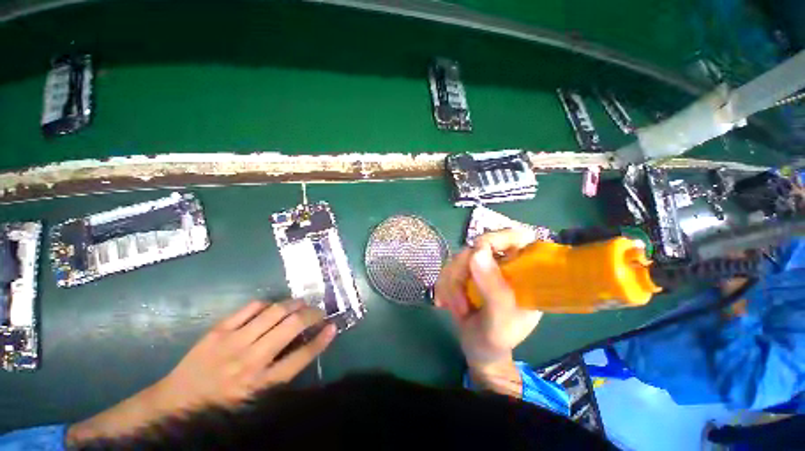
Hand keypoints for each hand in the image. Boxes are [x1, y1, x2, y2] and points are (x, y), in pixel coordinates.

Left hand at [67, 299, 335, 443]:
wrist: (174, 403)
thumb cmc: (220, 406)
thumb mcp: (255, 401)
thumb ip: (281, 374)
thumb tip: (305, 347)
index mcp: (261, 383)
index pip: (301, 356)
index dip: (321, 339)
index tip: (333, 326)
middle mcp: (251, 360)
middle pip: (292, 326)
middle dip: (312, 314)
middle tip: (318, 312)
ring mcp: (233, 341)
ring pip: (275, 311)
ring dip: (294, 303)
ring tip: (301, 303)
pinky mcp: (218, 330)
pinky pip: (251, 307)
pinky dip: (268, 303)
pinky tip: (273, 306)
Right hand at [435, 230, 542, 394]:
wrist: (479, 350)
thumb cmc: (497, 340)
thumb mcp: (500, 321)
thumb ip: (493, 289)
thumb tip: (476, 252)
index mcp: (524, 273)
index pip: (518, 237)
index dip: (498, 238)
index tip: (478, 253)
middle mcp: (503, 265)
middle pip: (478, 246)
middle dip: (462, 272)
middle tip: (460, 299)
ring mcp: (483, 267)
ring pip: (458, 258)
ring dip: (451, 283)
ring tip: (456, 308)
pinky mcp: (465, 273)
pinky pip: (447, 268)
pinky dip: (443, 285)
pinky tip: (444, 302)